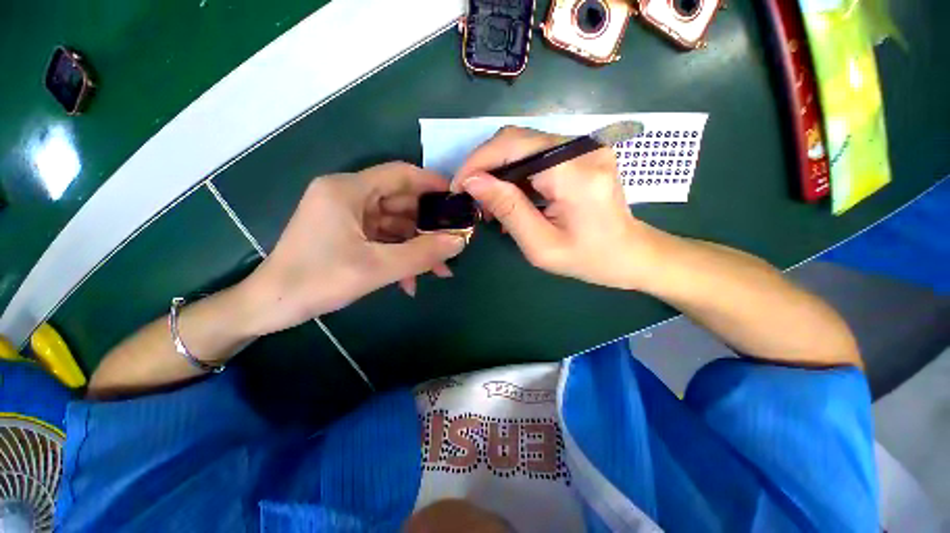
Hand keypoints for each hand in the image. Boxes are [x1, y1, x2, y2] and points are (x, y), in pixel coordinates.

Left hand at [241, 162, 466, 335]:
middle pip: (401, 202)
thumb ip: (422, 254)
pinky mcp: (347, 234)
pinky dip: (399, 255)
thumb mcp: (377, 268)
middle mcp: (348, 196)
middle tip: (453, 243)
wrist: (270, 307)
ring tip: (439, 270)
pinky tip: (411, 280)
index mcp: (348, 190)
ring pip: (395, 224)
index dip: (433, 184)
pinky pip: (383, 239)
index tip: (458, 201)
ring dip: (417, 246)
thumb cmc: (318, 282)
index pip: (401, 174)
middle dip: (429, 226)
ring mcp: (347, 216)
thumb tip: (460, 241)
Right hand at [452, 126, 659, 289]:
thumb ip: (508, 209)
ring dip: (500, 170)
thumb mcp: (541, 245)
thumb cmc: (588, 259)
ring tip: (491, 202)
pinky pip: (539, 153)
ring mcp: (586, 145)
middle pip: (517, 139)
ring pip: (525, 144)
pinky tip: (512, 196)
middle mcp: (583, 147)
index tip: (459, 186)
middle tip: (472, 197)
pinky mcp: (584, 151)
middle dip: (486, 166)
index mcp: (575, 173)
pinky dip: (518, 172)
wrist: (631, 254)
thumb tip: (473, 182)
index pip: (513, 146)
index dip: (478, 162)